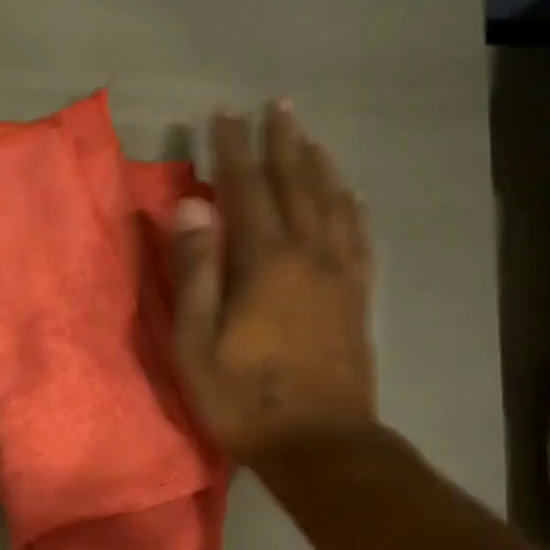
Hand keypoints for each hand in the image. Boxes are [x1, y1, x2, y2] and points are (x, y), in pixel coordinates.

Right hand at [171, 102, 377, 463]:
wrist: (319, 442)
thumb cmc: (244, 398)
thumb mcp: (197, 342)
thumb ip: (194, 271)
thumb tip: (190, 205)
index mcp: (264, 261)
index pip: (246, 189)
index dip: (233, 150)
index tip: (223, 115)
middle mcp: (308, 253)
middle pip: (297, 184)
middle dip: (283, 143)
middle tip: (276, 107)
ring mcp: (340, 274)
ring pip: (332, 202)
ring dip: (318, 165)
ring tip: (308, 138)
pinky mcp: (357, 298)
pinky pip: (358, 236)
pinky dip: (351, 207)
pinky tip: (350, 196)